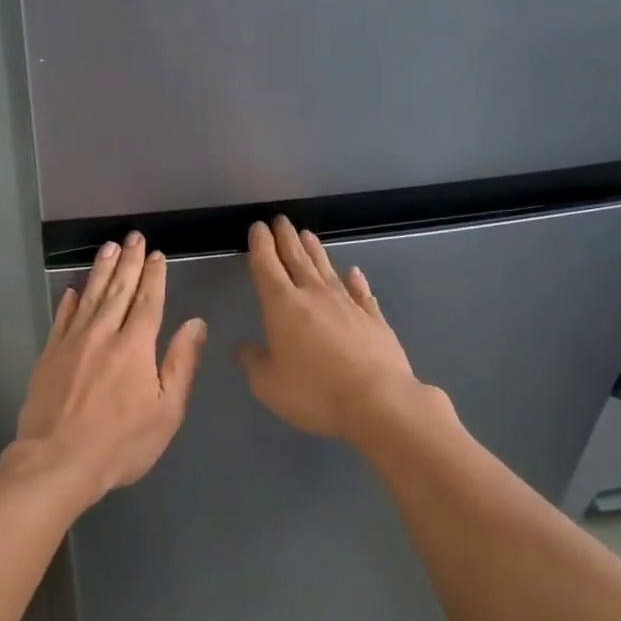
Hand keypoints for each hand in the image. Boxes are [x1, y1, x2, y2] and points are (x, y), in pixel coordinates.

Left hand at [14, 231, 207, 502]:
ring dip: (100, 271)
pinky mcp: (48, 356)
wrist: (57, 461)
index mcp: (135, 347)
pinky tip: (72, 290)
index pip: (148, 302)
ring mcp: (72, 343)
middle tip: (132, 236)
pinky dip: (68, 302)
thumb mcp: (166, 411)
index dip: (154, 276)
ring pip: (89, 297)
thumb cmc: (120, 443)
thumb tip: (196, 323)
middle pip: (118, 291)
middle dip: (128, 262)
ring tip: (108, 248)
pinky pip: (61, 319)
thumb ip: (181, 363)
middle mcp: (103, 335)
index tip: (156, 254)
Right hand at [236, 217, 421, 441]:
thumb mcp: (269, 384)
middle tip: (280, 220)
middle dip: (286, 238)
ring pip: (327, 269)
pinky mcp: (373, 317)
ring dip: (315, 251)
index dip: (260, 245)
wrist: (377, 401)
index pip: (267, 265)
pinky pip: (361, 291)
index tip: (258, 228)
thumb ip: (254, 362)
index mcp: (282, 305)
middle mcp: (314, 295)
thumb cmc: (314, 392)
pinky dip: (355, 280)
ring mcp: (347, 304)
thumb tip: (243, 348)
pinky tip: (354, 272)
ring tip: (307, 235)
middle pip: (296, 258)